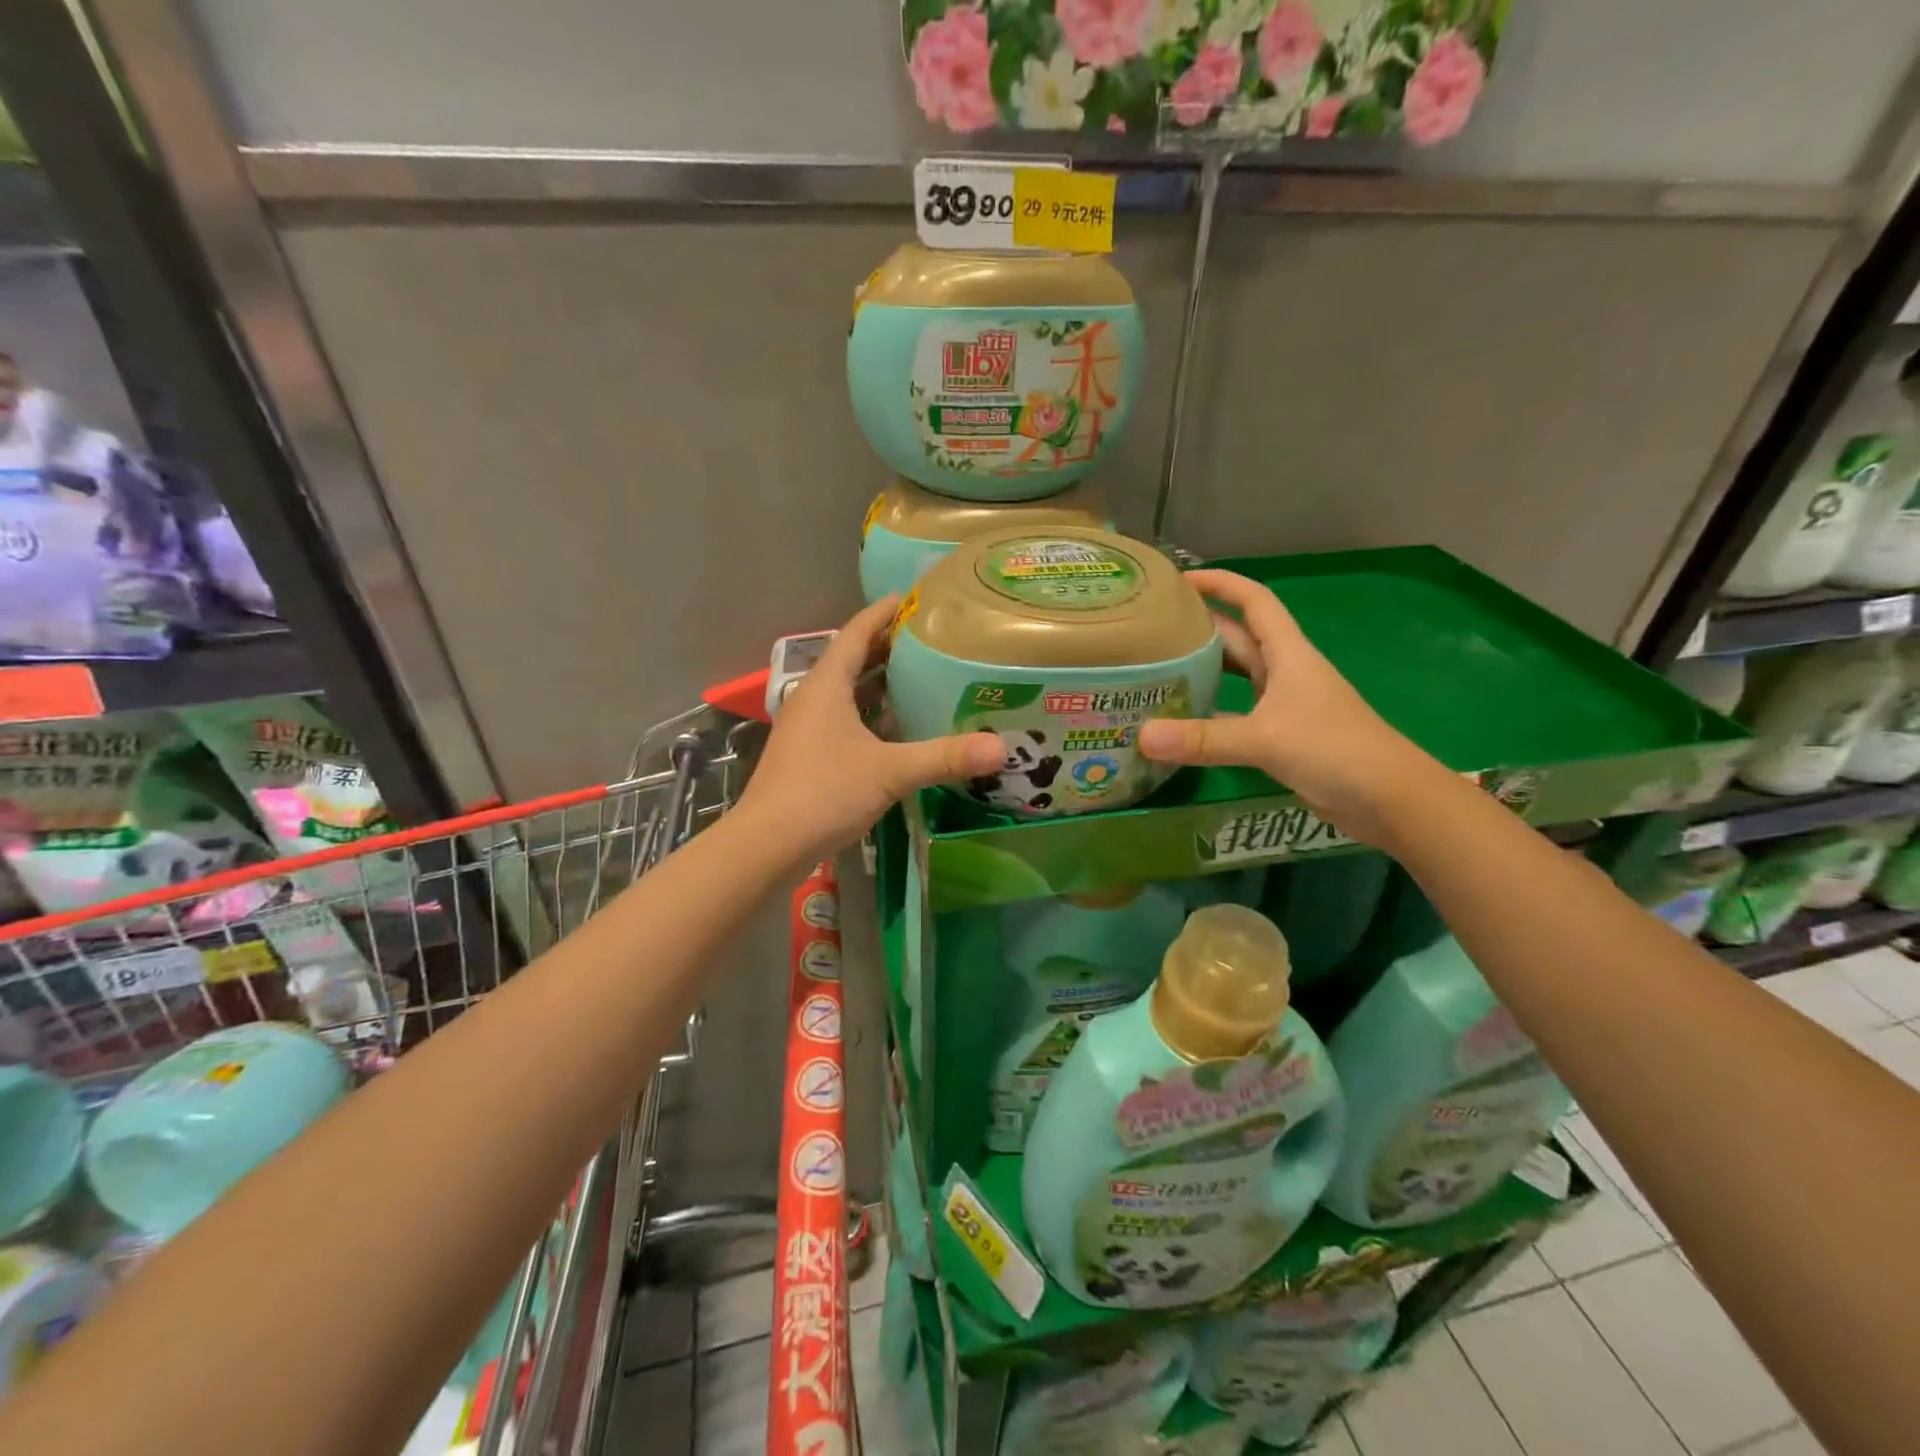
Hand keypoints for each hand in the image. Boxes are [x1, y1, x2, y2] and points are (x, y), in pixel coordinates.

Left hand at [738, 596, 1003, 861]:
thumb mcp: (890, 771)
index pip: (856, 632)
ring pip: (849, 694)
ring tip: (924, 678)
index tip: (914, 597)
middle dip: (889, 647)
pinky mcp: (809, 756)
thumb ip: (944, 757)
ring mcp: (808, 729)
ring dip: (881, 684)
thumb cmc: (824, 792)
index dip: (884, 612)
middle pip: (852, 660)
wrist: (768, 845)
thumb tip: (1000, 748)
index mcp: (826, 685)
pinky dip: (873, 717)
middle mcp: (814, 699)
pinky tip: (901, 730)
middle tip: (933, 640)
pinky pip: (846, 721)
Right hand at [1136, 570, 1439, 844]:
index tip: (1178, 580)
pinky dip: (1209, 714)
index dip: (1220, 583)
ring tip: (1156, 670)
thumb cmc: (1335, 749)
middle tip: (1150, 632)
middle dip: (1198, 629)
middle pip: (1237, 638)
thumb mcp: (1265, 739)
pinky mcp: (1281, 735)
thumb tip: (1141, 737)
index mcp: (1288, 653)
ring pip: (1235, 676)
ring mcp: (1283, 704)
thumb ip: (1203, 739)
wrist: (1390, 798)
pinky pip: (1236, 713)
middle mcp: (1284, 670)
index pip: (1253, 601)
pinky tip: (1181, 721)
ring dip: (1202, 670)